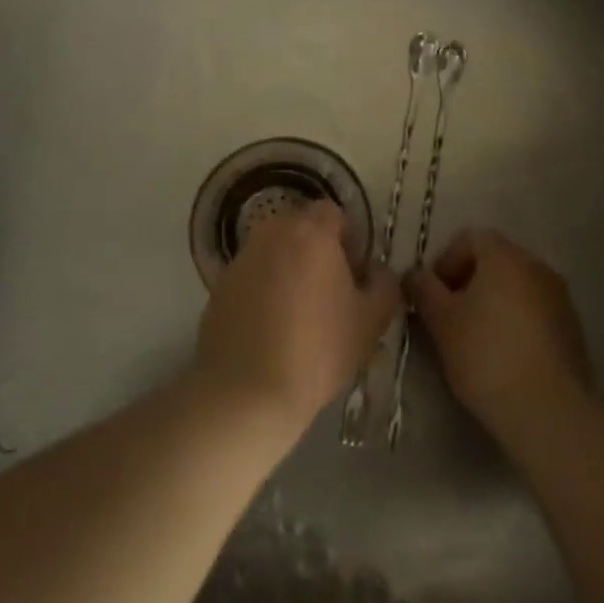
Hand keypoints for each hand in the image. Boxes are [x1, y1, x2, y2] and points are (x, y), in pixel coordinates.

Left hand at [193, 200, 398, 433]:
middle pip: (300, 227)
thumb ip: (384, 285)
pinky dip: (263, 289)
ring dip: (288, 268)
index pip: (333, 212)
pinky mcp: (219, 284)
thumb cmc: (318, 350)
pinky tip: (270, 328)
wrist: (246, 390)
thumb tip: (377, 269)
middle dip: (317, 250)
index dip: (348, 237)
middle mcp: (272, 233)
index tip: (354, 272)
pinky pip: (251, 275)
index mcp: (311, 233)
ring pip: (273, 250)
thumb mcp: (370, 322)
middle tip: (329, 291)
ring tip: (298, 312)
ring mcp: (241, 257)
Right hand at [406, 229, 592, 447]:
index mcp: (505, 256)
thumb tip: (414, 275)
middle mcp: (537, 266)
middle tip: (448, 317)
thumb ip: (422, 289)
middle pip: (494, 261)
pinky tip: (504, 356)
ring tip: (475, 340)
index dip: (444, 262)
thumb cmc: (486, 355)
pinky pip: (535, 312)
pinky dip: (515, 323)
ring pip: (516, 288)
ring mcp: (560, 298)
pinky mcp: (572, 330)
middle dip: (468, 283)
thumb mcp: (440, 321)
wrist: (548, 411)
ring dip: (493, 303)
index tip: (432, 296)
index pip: (469, 239)